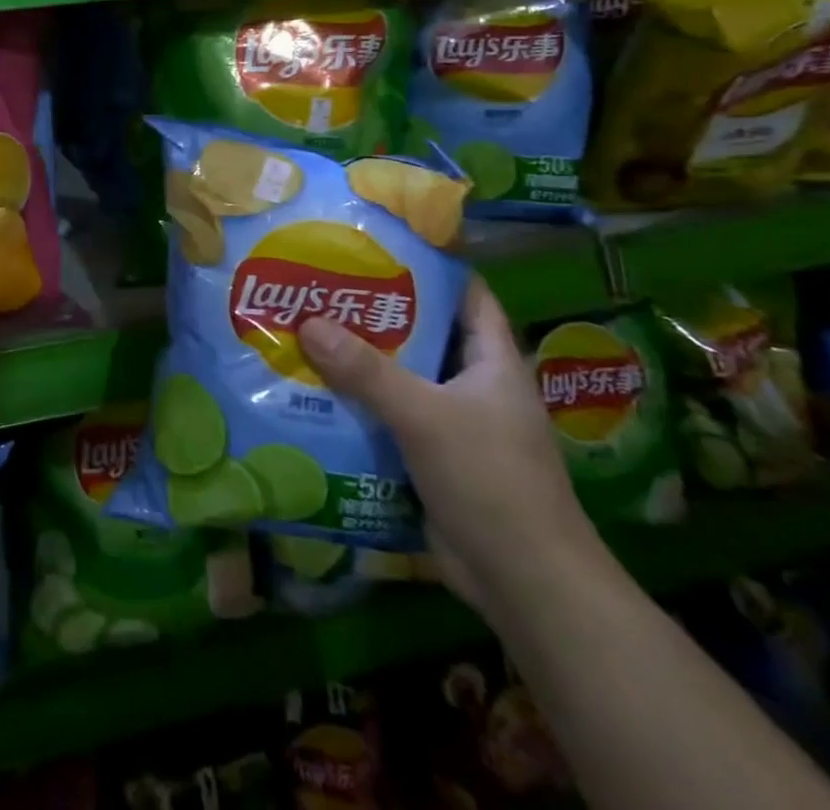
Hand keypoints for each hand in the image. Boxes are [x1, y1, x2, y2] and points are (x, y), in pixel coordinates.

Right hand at [299, 276, 607, 618]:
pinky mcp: (429, 458)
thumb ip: (367, 370)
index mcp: (492, 363)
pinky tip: (312, 391)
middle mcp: (472, 386)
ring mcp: (452, 424)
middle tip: (319, 285)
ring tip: (303, 329)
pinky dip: (355, 404)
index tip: (378, 244)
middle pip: (421, 334)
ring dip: (357, 361)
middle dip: (374, 313)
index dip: (431, 266)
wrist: (526, 585)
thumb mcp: (426, 415)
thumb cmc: (492, 481)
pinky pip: (386, 417)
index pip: (467, 296)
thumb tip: (307, 322)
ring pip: (399, 378)